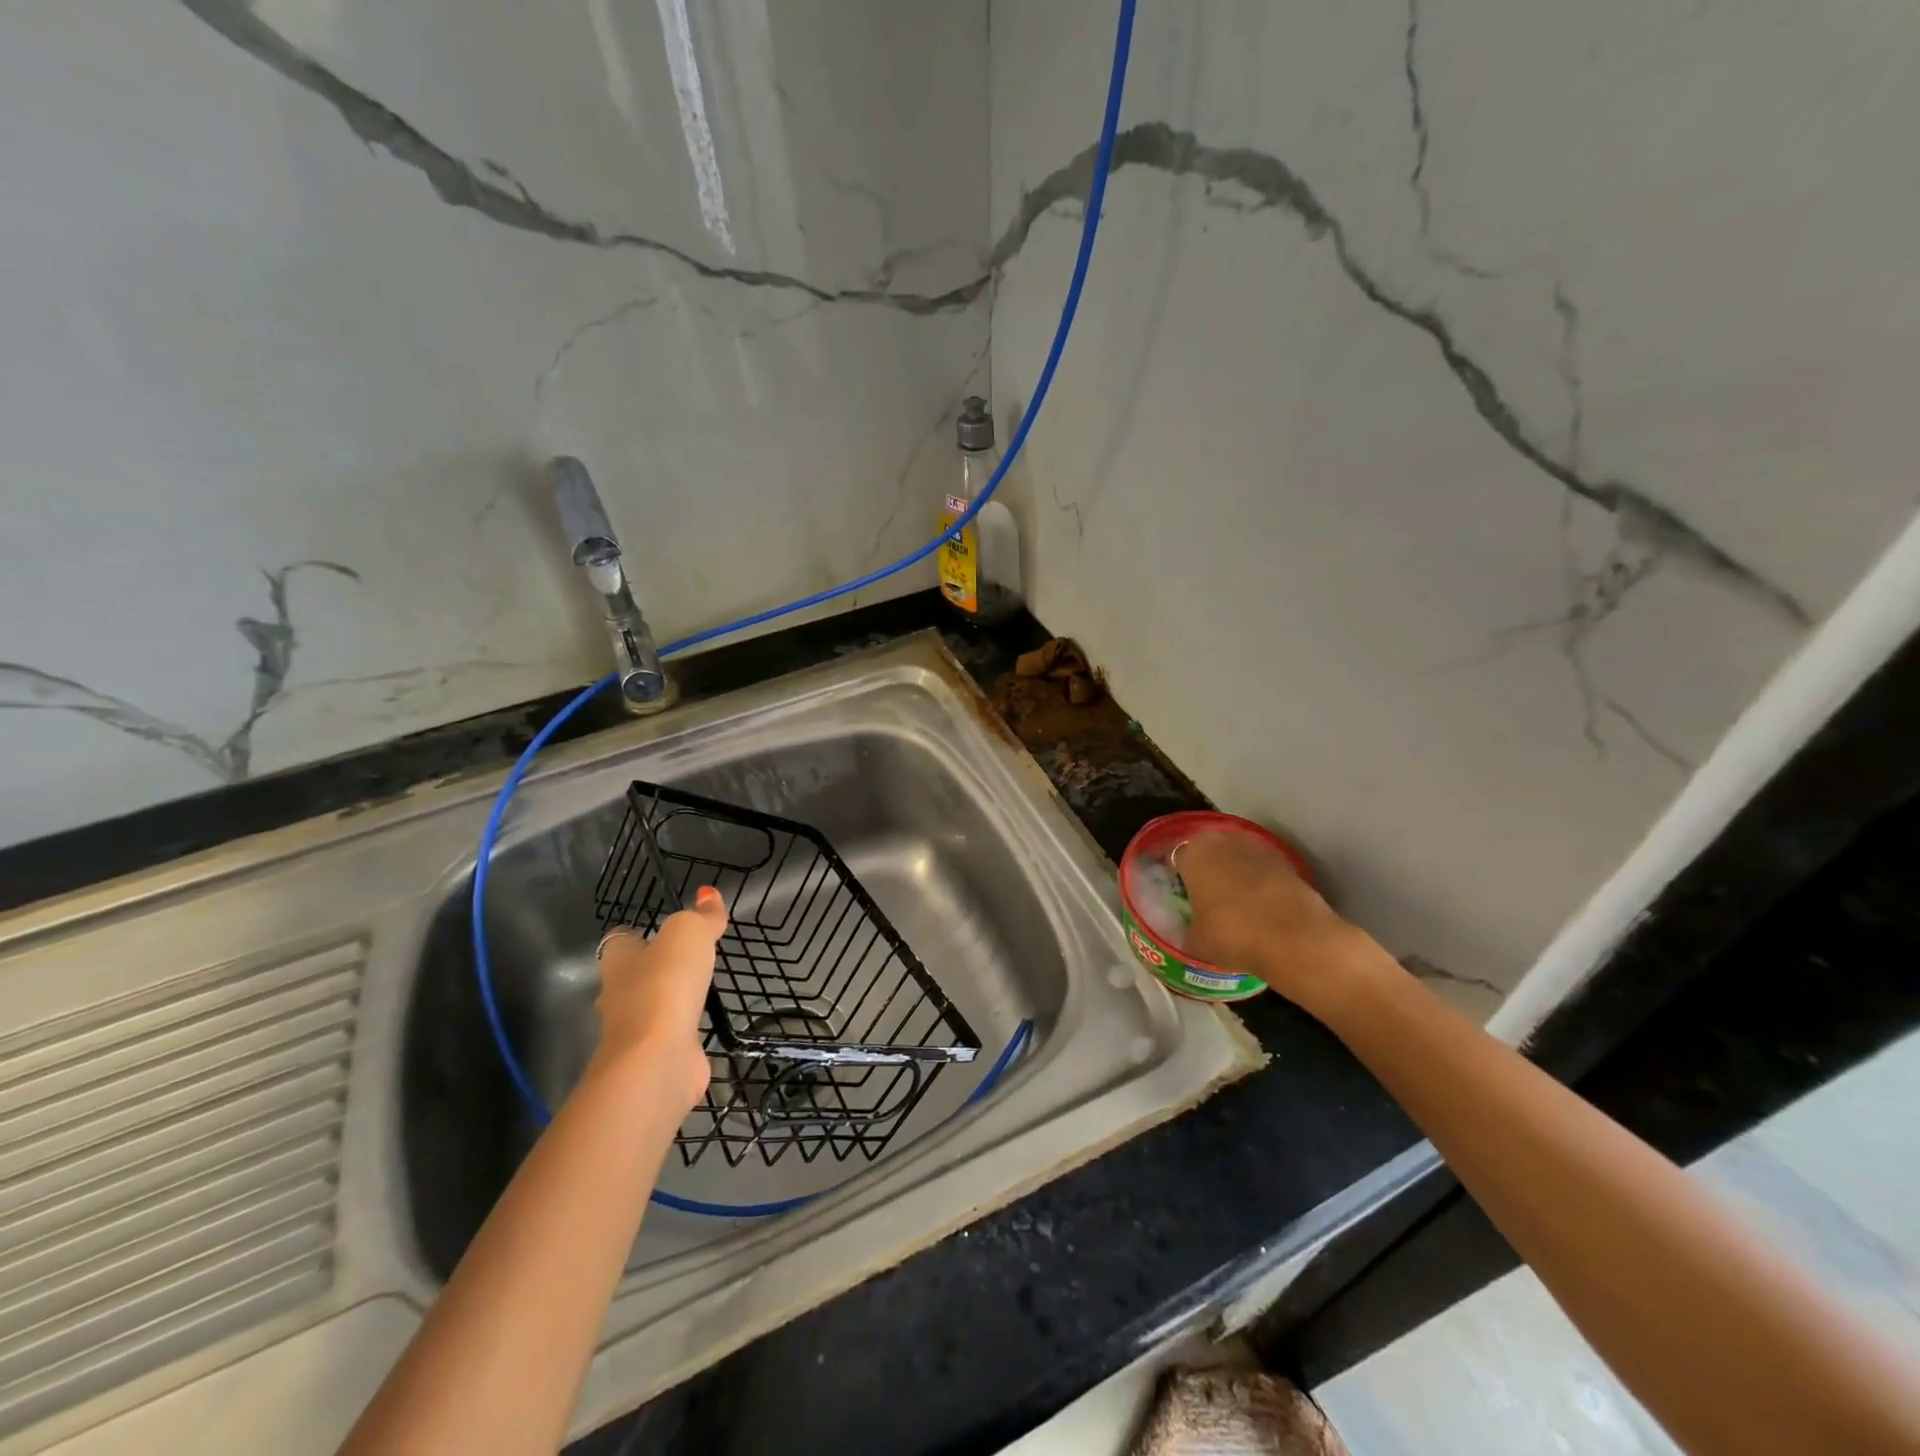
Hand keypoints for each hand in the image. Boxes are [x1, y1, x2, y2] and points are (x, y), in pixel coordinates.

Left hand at [589, 886, 726, 1111]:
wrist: (657, 1059)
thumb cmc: (665, 984)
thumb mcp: (688, 934)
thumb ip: (701, 916)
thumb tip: (709, 894)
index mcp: (619, 960)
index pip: (621, 940)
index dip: (638, 932)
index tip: (660, 928)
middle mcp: (618, 994)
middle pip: (633, 975)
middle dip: (654, 968)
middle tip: (687, 958)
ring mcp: (634, 1031)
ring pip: (651, 1007)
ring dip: (670, 1000)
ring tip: (701, 989)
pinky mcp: (653, 1057)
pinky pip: (670, 1036)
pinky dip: (684, 1031)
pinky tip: (704, 1025)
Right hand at [1177, 832, 1383, 1019]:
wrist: (1295, 939)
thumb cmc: (1233, 935)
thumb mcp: (1196, 941)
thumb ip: (1187, 928)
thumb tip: (1189, 930)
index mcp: (1193, 854)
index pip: (1176, 859)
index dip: (1178, 877)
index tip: (1182, 896)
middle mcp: (1222, 841)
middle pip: (1207, 850)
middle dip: (1206, 868)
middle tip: (1206, 896)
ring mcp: (1257, 847)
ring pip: (1236, 856)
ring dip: (1234, 871)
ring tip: (1235, 900)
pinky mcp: (1285, 860)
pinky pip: (1261, 867)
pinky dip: (1259, 880)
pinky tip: (1260, 904)